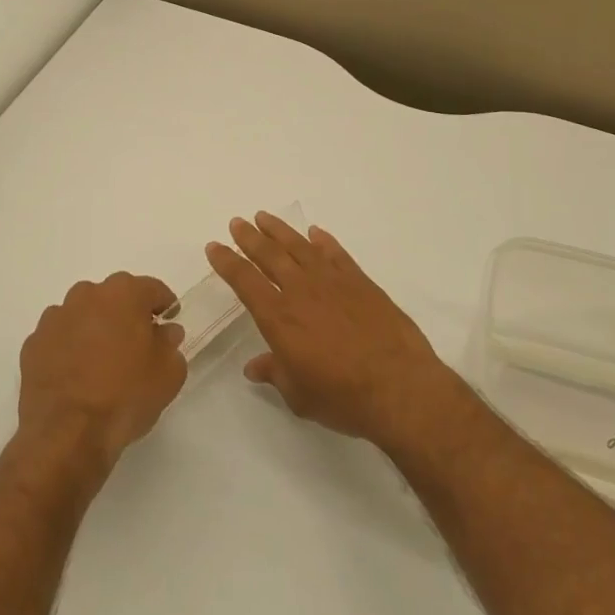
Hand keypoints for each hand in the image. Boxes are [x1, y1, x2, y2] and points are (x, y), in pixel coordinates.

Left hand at [18, 273, 186, 471]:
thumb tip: (164, 332)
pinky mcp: (33, 344)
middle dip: (126, 315)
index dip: (163, 305)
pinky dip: (68, 349)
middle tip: (136, 345)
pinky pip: (59, 338)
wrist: (67, 434)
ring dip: (94, 330)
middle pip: (114, 298)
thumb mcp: (168, 374)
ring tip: (102, 364)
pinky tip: (75, 377)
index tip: (169, 321)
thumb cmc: (126, 396)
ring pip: (83, 315)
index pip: (151, 289)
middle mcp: (87, 295)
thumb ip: (170, 344)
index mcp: (124, 294)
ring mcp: (55, 318)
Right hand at [206, 214, 456, 448]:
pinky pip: (336, 253)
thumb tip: (254, 367)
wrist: (399, 387)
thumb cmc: (343, 398)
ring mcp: (332, 282)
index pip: (245, 281)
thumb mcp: (299, 395)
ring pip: (299, 246)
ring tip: (264, 217)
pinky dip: (323, 241)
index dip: (227, 262)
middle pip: (269, 255)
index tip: (214, 247)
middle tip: (237, 222)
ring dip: (279, 230)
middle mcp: (301, 291)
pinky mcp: (360, 281)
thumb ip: (275, 373)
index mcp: (279, 318)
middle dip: (249, 237)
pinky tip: (315, 233)